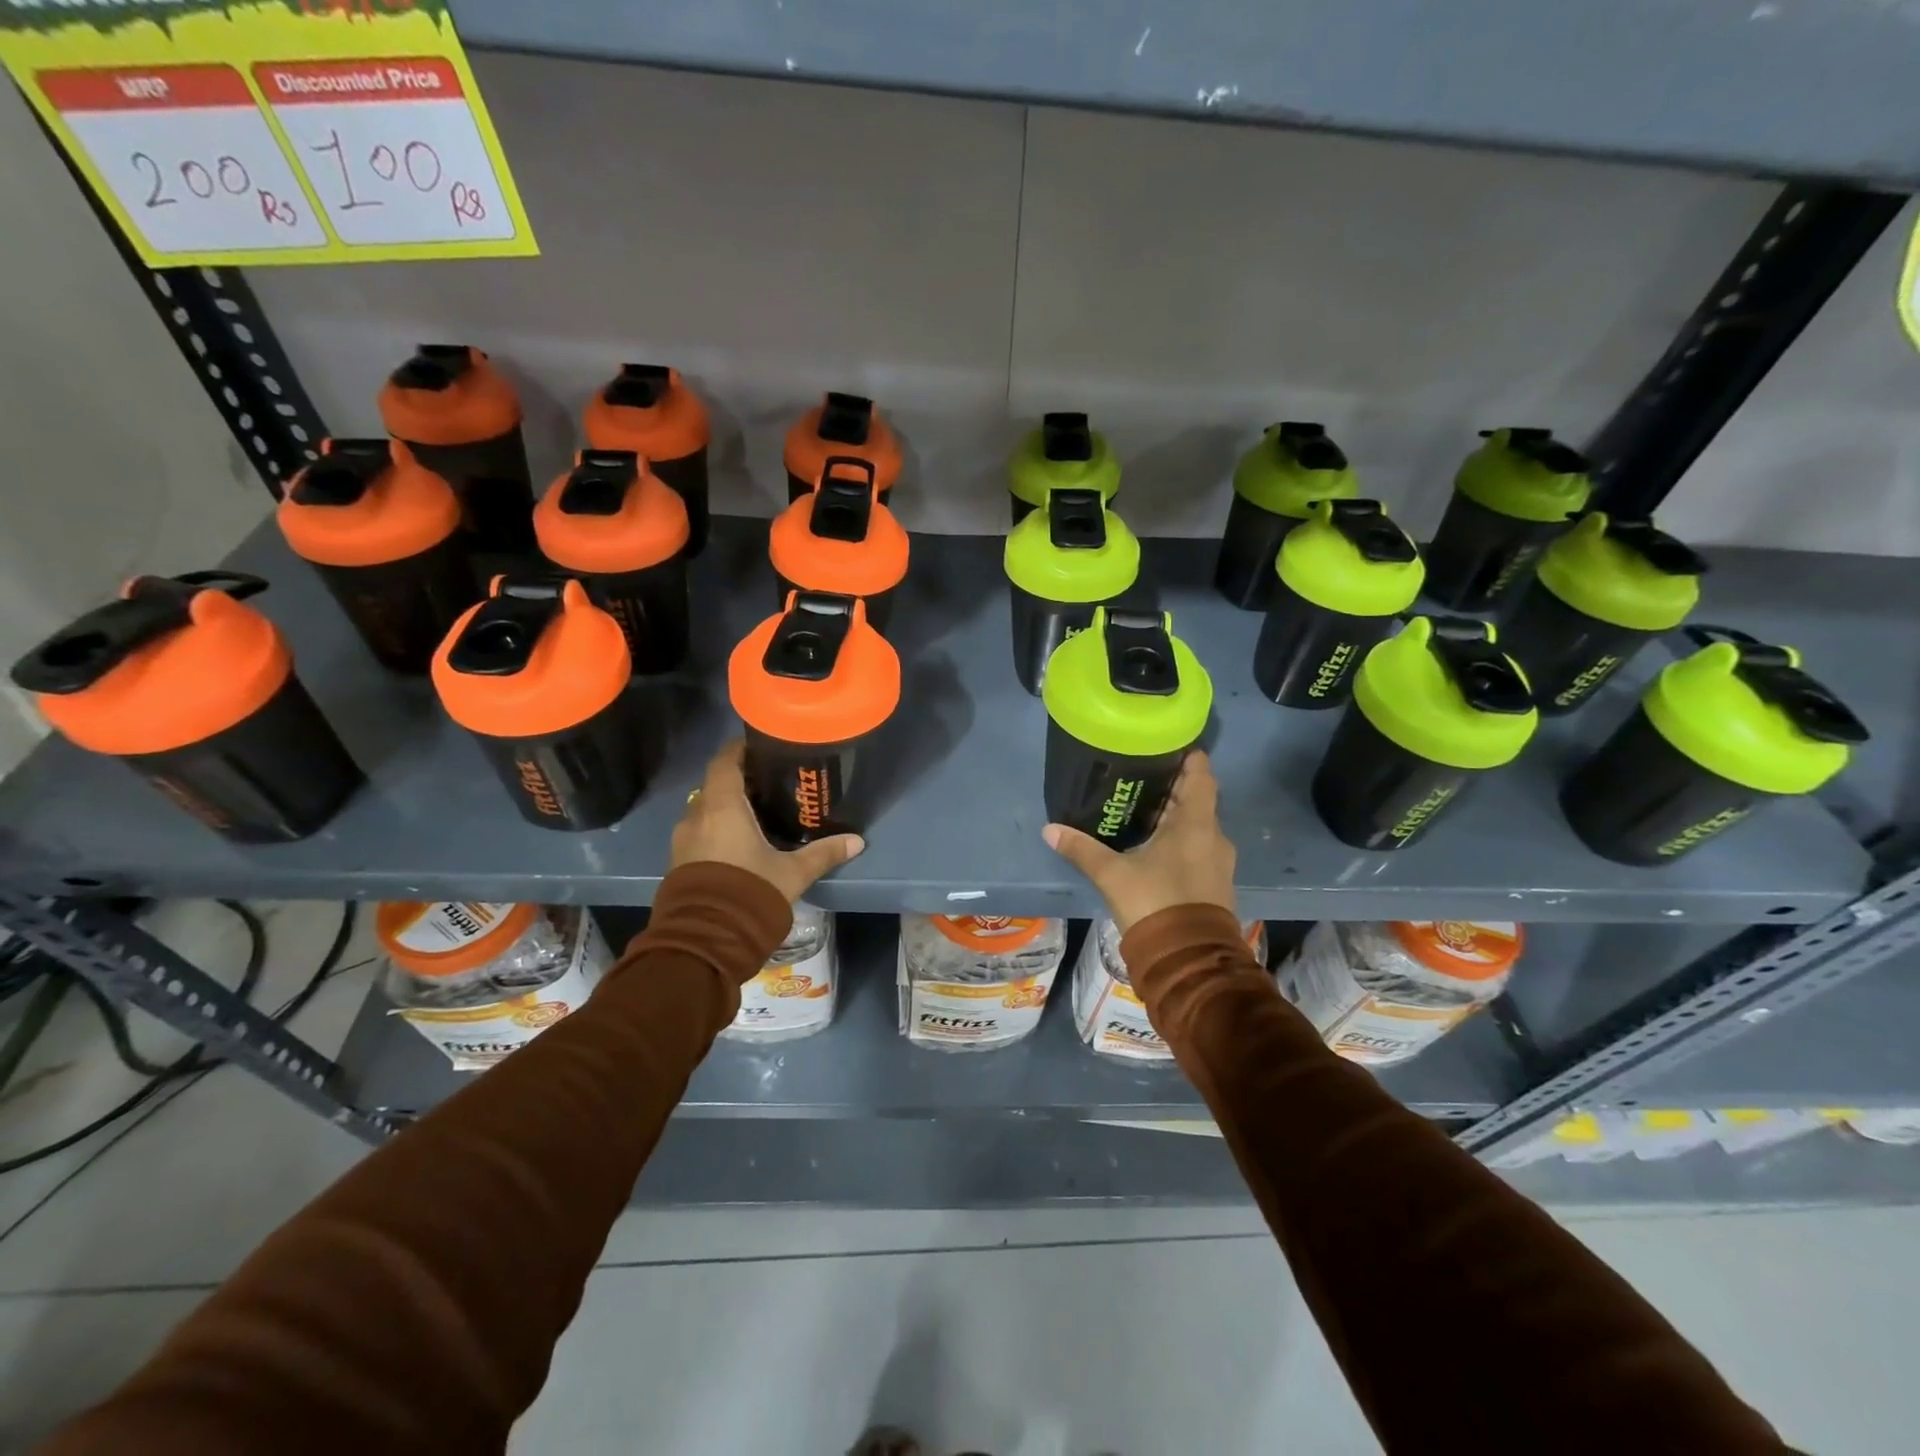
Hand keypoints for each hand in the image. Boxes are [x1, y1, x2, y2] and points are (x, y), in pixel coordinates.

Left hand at [670, 740, 864, 901]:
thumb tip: (857, 841)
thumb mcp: (793, 873)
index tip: (761, 746)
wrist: (705, 940)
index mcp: (722, 807)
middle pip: (715, 785)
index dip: (740, 750)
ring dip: (726, 808)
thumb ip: (823, 853)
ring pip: (705, 811)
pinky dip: (717, 829)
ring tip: (756, 813)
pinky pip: (699, 833)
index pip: (725, 762)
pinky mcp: (679, 862)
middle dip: (738, 780)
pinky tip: (739, 842)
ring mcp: (683, 840)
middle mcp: (697, 816)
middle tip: (768, 782)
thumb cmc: (750, 892)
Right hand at [1042, 751, 1235, 931]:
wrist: (1188, 960)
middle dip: (1171, 787)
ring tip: (1140, 809)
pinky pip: (1198, 848)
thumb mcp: (1112, 874)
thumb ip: (1082, 849)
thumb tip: (1050, 829)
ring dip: (1175, 816)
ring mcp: (1218, 862)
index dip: (1187, 757)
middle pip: (1197, 799)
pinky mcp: (1215, 883)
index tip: (1165, 747)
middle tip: (1138, 777)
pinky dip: (1179, 840)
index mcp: (1196, 823)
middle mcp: (1214, 837)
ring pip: (1198, 826)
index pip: (1201, 775)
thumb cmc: (1155, 903)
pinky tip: (1152, 845)